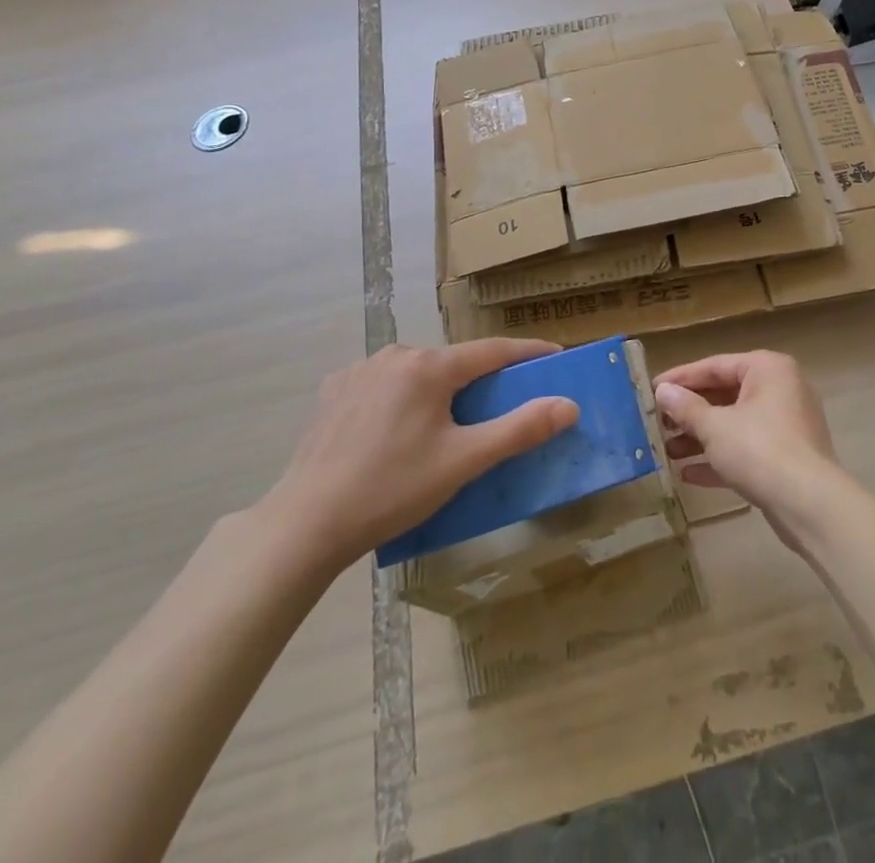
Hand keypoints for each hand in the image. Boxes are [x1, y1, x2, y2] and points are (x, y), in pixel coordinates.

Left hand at [258, 339, 577, 571]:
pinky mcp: (334, 390)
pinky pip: (385, 384)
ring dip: (439, 389)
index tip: (555, 356)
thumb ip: (519, 429)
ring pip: (417, 373)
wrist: (306, 523)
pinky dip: (403, 398)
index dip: (527, 353)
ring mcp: (360, 369)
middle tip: (502, 405)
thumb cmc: (393, 490)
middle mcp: (395, 354)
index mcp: (429, 366)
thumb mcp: (464, 462)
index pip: (493, 351)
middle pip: (453, 362)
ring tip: (447, 424)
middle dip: (481, 379)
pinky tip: (398, 429)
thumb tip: (568, 405)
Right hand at [654, 350, 839, 548]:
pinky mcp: (787, 457)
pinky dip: (721, 458)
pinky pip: (747, 449)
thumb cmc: (759, 450)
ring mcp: (786, 424)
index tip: (651, 389)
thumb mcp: (715, 427)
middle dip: (690, 412)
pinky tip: (688, 474)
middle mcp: (780, 389)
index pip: (715, 365)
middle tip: (658, 423)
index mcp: (767, 369)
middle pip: (725, 394)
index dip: (681, 378)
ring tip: (668, 451)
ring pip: (735, 424)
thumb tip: (663, 391)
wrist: (810, 505)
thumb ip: (686, 408)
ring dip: (701, 437)